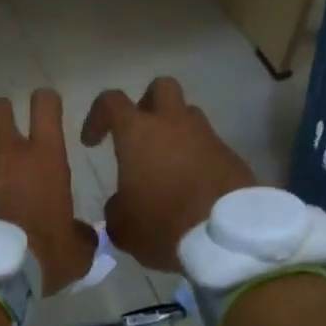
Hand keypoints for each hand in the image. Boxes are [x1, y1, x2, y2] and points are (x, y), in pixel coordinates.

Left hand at [0, 90, 97, 294]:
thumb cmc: (39, 257)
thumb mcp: (75, 252)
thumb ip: (81, 235)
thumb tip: (81, 234)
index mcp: (44, 158)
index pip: (45, 105)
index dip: (45, 101)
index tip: (45, 111)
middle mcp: (5, 152)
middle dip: (0, 115)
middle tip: (3, 136)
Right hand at [80, 76, 257, 272]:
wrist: (227, 237)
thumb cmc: (163, 223)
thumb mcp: (123, 226)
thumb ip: (116, 209)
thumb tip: (121, 204)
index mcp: (139, 132)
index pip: (111, 101)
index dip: (97, 116)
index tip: (92, 142)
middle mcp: (174, 124)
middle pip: (161, 88)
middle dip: (147, 103)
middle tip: (139, 133)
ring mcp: (208, 136)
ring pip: (189, 116)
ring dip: (176, 132)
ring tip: (168, 165)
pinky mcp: (232, 156)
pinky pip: (209, 146)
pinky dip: (198, 158)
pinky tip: (193, 186)